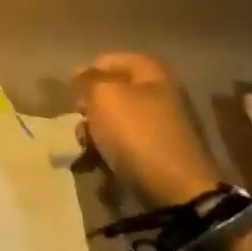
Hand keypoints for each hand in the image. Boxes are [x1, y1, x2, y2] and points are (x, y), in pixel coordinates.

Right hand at [73, 53, 227, 210]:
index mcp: (152, 74)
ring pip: (115, 120)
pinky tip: (99, 162)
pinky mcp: (160, 154)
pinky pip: (125, 145)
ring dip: (95, 131)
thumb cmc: (136, 133)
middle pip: (112, 92)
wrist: (177, 190)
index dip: (89, 72)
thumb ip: (87, 79)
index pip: (111, 59)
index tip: (74, 89)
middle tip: (80, 118)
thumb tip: (79, 70)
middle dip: (90, 106)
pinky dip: (109, 151)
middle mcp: (160, 95)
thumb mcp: (103, 96)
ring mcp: (162, 126)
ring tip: (87, 146)